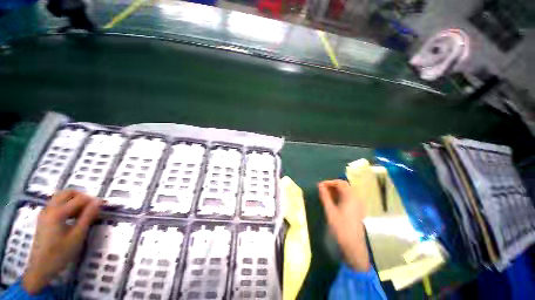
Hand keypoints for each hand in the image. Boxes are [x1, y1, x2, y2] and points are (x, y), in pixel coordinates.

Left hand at [22, 190, 101, 294]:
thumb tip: (96, 205)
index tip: (101, 204)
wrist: (41, 263)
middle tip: (91, 207)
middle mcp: (51, 205)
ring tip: (81, 212)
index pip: (77, 199)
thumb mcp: (75, 240)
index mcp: (59, 210)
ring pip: (60, 196)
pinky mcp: (42, 215)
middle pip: (67, 193)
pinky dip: (64, 205)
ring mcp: (45, 209)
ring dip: (71, 200)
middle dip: (80, 196)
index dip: (90, 200)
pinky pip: (55, 203)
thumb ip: (85, 220)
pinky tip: (67, 218)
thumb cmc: (59, 254)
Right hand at [318, 180, 369, 271]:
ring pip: (348, 193)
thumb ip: (325, 198)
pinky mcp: (359, 210)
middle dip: (333, 187)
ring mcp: (359, 204)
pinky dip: (342, 198)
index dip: (329, 182)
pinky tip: (335, 204)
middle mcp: (357, 197)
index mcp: (350, 196)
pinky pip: (350, 199)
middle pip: (345, 186)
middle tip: (322, 191)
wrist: (352, 243)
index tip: (319, 186)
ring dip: (337, 192)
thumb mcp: (330, 212)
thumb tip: (320, 186)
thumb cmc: (340, 228)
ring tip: (326, 197)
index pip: (340, 182)